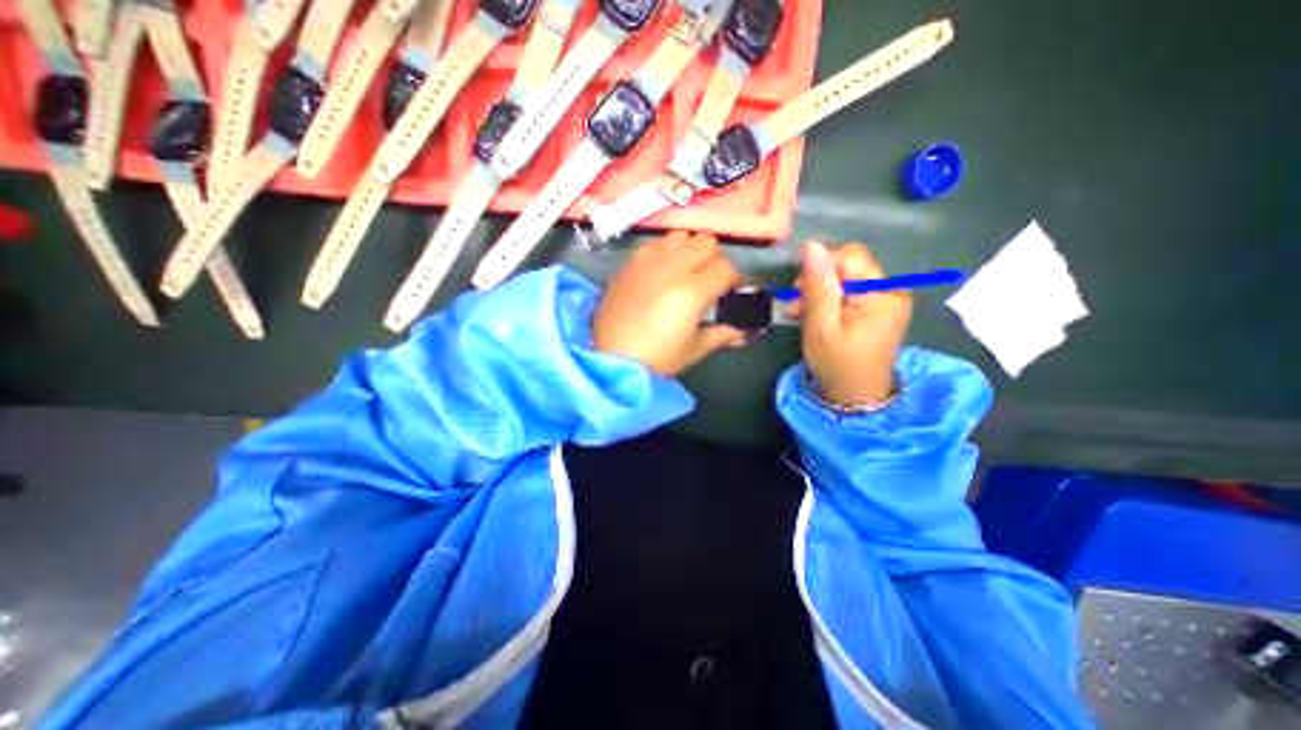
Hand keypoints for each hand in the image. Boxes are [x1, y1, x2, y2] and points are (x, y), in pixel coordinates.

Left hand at [593, 231, 746, 376]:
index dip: (734, 278)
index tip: (731, 289)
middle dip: (713, 258)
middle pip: (705, 241)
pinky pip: (653, 243)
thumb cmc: (656, 359)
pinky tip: (660, 270)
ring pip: (679, 235)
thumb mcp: (692, 350)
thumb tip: (739, 333)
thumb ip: (719, 335)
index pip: (725, 268)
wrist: (609, 358)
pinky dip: (664, 250)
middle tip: (709, 278)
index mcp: (693, 291)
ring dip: (688, 249)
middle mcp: (672, 268)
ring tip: (684, 270)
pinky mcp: (629, 264)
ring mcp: (648, 262)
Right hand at [788, 242, 905, 406]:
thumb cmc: (836, 364)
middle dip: (818, 281)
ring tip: (803, 314)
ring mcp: (889, 299)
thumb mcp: (820, 326)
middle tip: (796, 307)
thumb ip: (818, 286)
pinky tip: (818, 316)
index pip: (849, 255)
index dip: (819, 267)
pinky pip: (852, 290)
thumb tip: (811, 246)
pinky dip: (831, 300)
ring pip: (847, 277)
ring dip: (820, 291)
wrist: (855, 397)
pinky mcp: (881, 308)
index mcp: (881, 294)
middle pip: (849, 265)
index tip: (798, 293)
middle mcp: (892, 290)